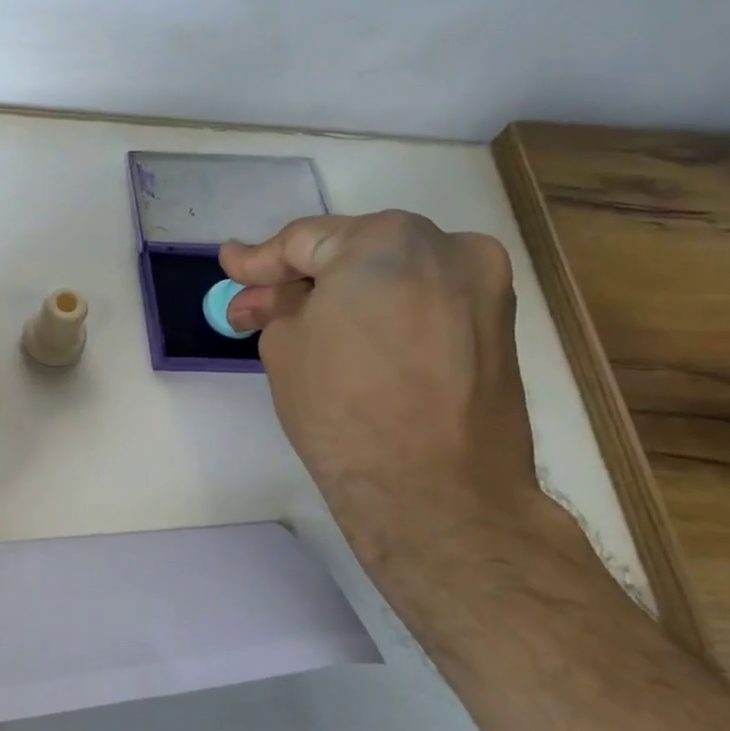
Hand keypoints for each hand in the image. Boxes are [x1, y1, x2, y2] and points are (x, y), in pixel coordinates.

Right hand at [219, 211, 541, 527]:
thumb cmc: (342, 407)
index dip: (258, 260)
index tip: (230, 267)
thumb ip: (277, 305)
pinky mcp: (499, 328)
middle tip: (258, 306)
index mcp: (386, 240)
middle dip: (303, 278)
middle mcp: (446, 247)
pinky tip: (354, 341)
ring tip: (305, 327)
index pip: (304, 240)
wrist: (436, 491)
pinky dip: (385, 314)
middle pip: (354, 252)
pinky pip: (425, 304)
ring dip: (345, 296)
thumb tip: (270, 294)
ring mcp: (483, 287)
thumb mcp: (284, 346)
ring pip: (393, 277)